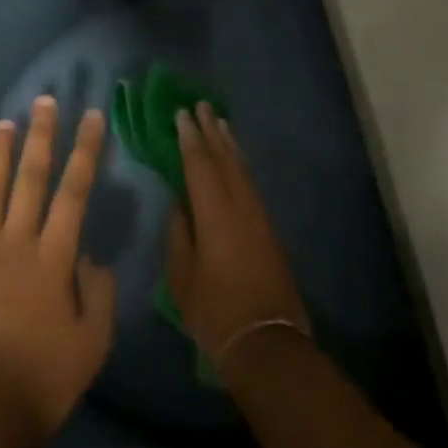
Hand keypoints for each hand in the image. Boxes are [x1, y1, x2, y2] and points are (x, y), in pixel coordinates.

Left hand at [0, 97, 117, 436]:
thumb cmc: (42, 383)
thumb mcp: (93, 344)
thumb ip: (99, 294)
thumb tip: (89, 256)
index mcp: (53, 258)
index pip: (74, 192)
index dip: (85, 151)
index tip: (92, 117)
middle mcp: (14, 244)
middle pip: (31, 179)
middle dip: (42, 136)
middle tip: (46, 101)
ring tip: (6, 123)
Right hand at [165, 104, 309, 365]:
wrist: (267, 341)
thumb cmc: (215, 311)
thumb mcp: (182, 275)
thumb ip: (179, 233)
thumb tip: (180, 203)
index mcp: (215, 213)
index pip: (199, 165)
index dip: (189, 138)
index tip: (181, 114)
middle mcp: (240, 206)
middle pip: (225, 159)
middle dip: (212, 131)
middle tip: (202, 106)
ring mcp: (258, 216)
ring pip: (242, 169)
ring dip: (229, 144)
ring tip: (220, 123)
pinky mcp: (268, 229)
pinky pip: (250, 183)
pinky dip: (240, 165)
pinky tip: (235, 162)